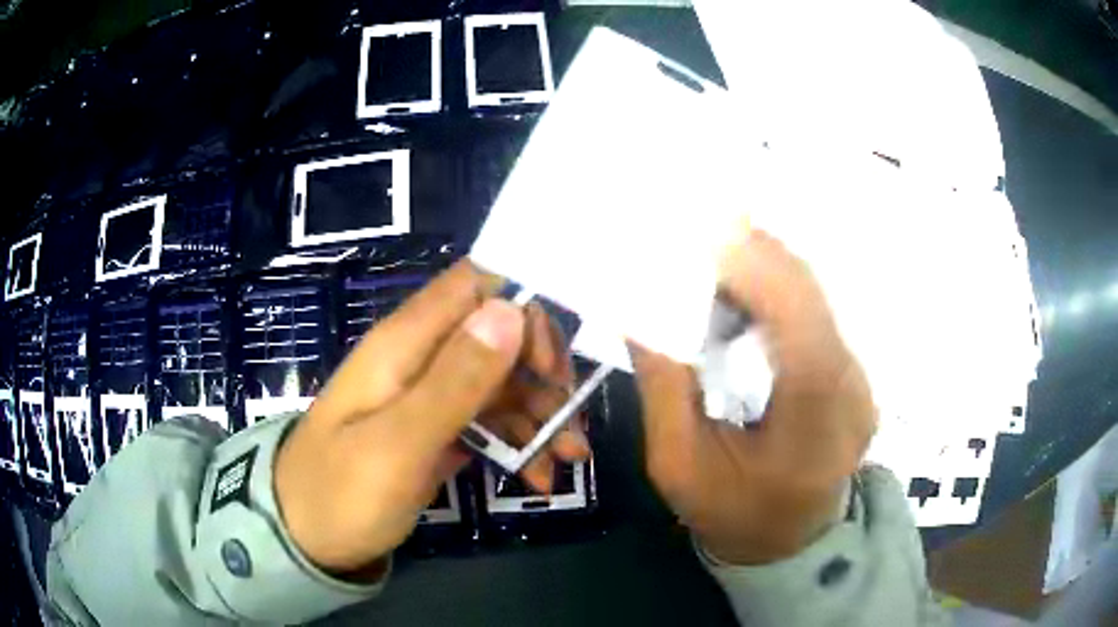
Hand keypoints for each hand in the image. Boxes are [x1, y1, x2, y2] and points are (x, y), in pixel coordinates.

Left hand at [274, 260, 588, 575]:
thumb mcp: (398, 442)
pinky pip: (489, 420)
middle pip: (499, 335)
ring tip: (569, 460)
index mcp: (406, 343)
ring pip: (501, 382)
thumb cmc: (342, 492)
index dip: (523, 307)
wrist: (305, 536)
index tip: (553, 362)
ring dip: (541, 415)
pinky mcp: (435, 429)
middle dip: (543, 372)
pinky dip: (520, 443)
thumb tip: (510, 308)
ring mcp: (429, 396)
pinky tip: (539, 477)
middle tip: (570, 422)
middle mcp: (421, 358)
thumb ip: (454, 379)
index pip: (476, 285)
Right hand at [630, 230, 875, 564]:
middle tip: (699, 230)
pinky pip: (817, 313)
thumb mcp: (677, 464)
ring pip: (817, 299)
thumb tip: (644, 308)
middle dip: (757, 256)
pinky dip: (778, 290)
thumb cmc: (730, 512)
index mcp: (812, 428)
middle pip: (812, 301)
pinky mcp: (856, 374)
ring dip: (766, 269)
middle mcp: (852, 394)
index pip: (801, 330)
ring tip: (714, 256)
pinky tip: (744, 290)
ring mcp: (862, 381)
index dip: (760, 271)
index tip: (708, 232)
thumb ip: (664, 384)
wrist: (787, 540)